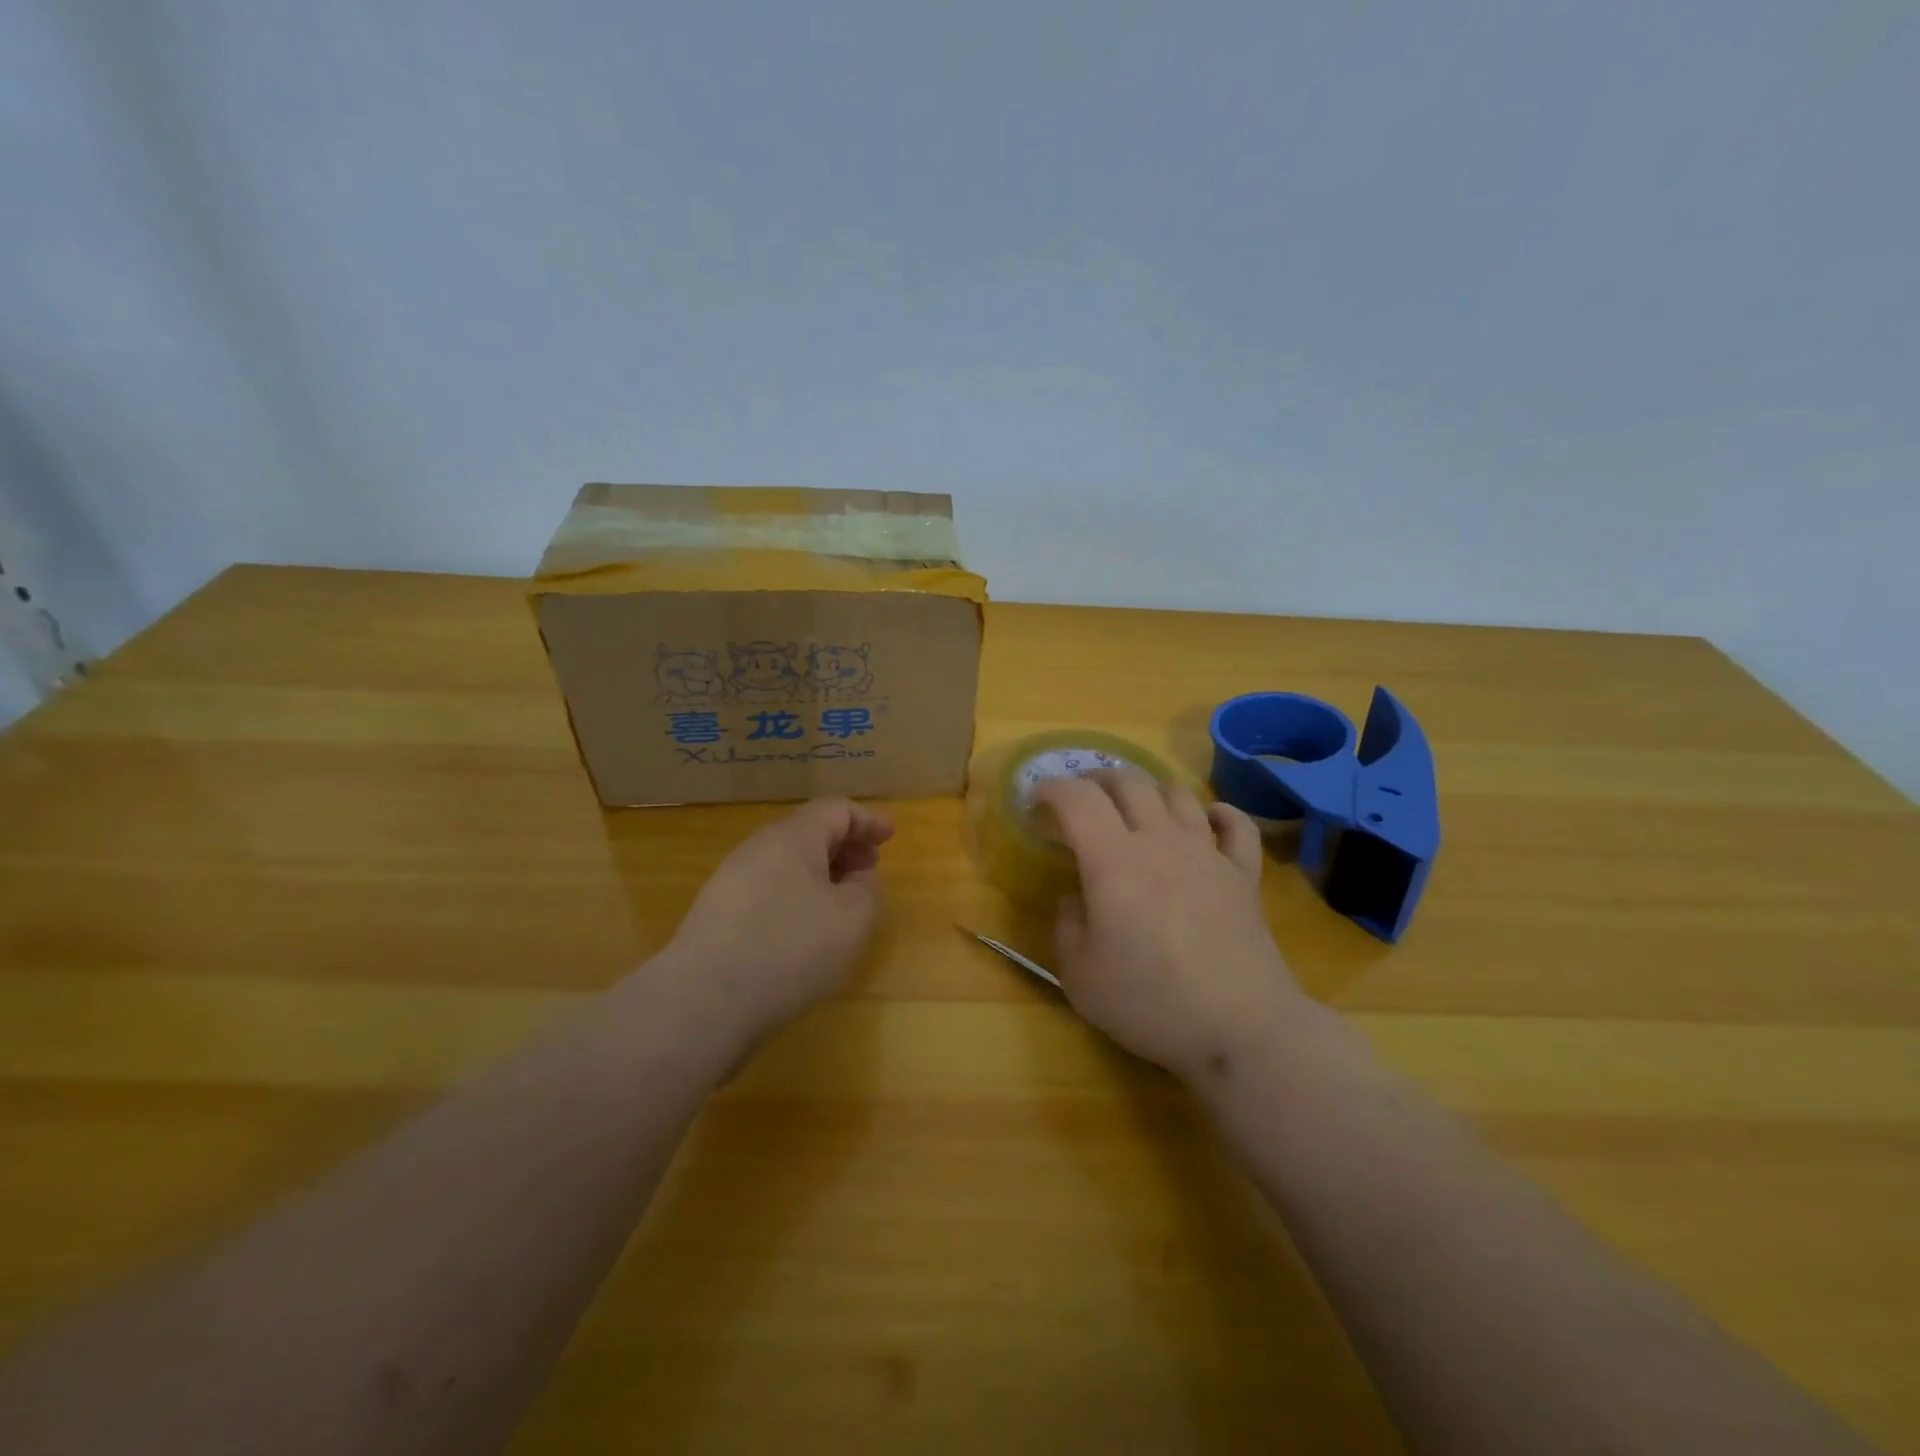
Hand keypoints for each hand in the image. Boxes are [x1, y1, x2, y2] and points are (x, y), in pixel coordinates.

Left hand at [655, 799, 893, 1048]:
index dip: (867, 820)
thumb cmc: (790, 949)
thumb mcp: (853, 918)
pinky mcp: (716, 916)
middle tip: (870, 867)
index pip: (836, 810)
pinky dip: (795, 897)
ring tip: (841, 902)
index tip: (890, 835)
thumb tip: (856, 876)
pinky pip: (766, 891)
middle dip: (844, 846)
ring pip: (785, 864)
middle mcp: (757, 849)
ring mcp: (730, 882)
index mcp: (793, 838)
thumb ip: (866, 888)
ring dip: (819, 874)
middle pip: (807, 833)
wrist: (703, 1002)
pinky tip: (804, 931)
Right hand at [1033, 770, 1309, 1082]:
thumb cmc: (1150, 1001)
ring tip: (1136, 804)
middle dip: (1098, 779)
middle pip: (1129, 782)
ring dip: (1150, 788)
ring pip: (1178, 794)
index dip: (1052, 789)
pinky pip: (1236, 825)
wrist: (1240, 1027)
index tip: (1036, 800)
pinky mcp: (1243, 875)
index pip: (1077, 799)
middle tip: (1082, 797)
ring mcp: (1207, 853)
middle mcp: (1159, 841)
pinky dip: (1219, 813)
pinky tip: (1208, 818)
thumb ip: (1066, 927)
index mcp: (1112, 860)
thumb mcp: (1080, 975)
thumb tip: (1073, 899)